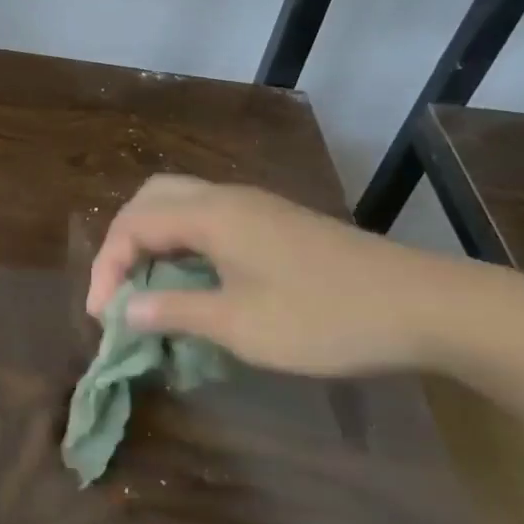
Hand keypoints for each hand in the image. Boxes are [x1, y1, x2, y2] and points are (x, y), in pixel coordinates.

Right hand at [86, 175, 487, 377]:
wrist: (421, 305)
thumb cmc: (323, 317)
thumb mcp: (241, 325)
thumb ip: (176, 312)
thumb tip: (126, 308)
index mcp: (210, 214)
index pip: (133, 225)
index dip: (108, 267)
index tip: (102, 317)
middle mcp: (226, 198)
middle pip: (152, 199)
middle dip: (124, 241)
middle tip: (119, 289)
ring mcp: (254, 207)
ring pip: (181, 205)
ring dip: (154, 241)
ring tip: (148, 288)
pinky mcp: (275, 222)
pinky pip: (209, 219)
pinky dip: (184, 244)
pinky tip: (194, 283)